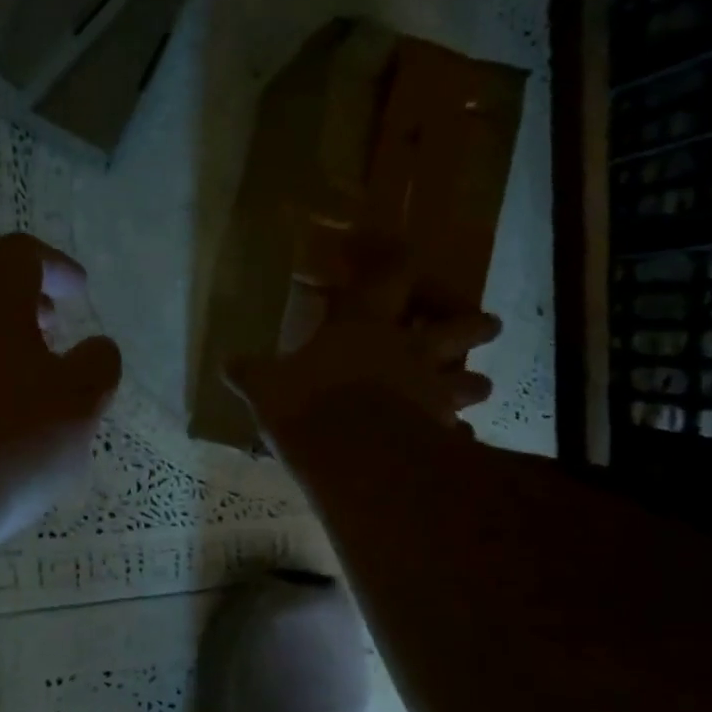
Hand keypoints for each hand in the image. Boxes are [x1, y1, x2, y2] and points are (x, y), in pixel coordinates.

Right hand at [226, 240, 499, 451]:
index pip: (395, 272)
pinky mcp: (439, 433)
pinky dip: (458, 435)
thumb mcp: (266, 386)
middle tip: (486, 324)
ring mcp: (431, 391)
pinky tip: (456, 442)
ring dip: (474, 383)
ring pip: (470, 381)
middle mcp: (410, 349)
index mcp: (367, 323)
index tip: (400, 256)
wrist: (353, 456)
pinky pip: (458, 432)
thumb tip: (225, 363)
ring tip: (478, 386)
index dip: (399, 259)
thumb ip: (250, 373)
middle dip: (474, 324)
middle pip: (460, 326)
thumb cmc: (308, 403)